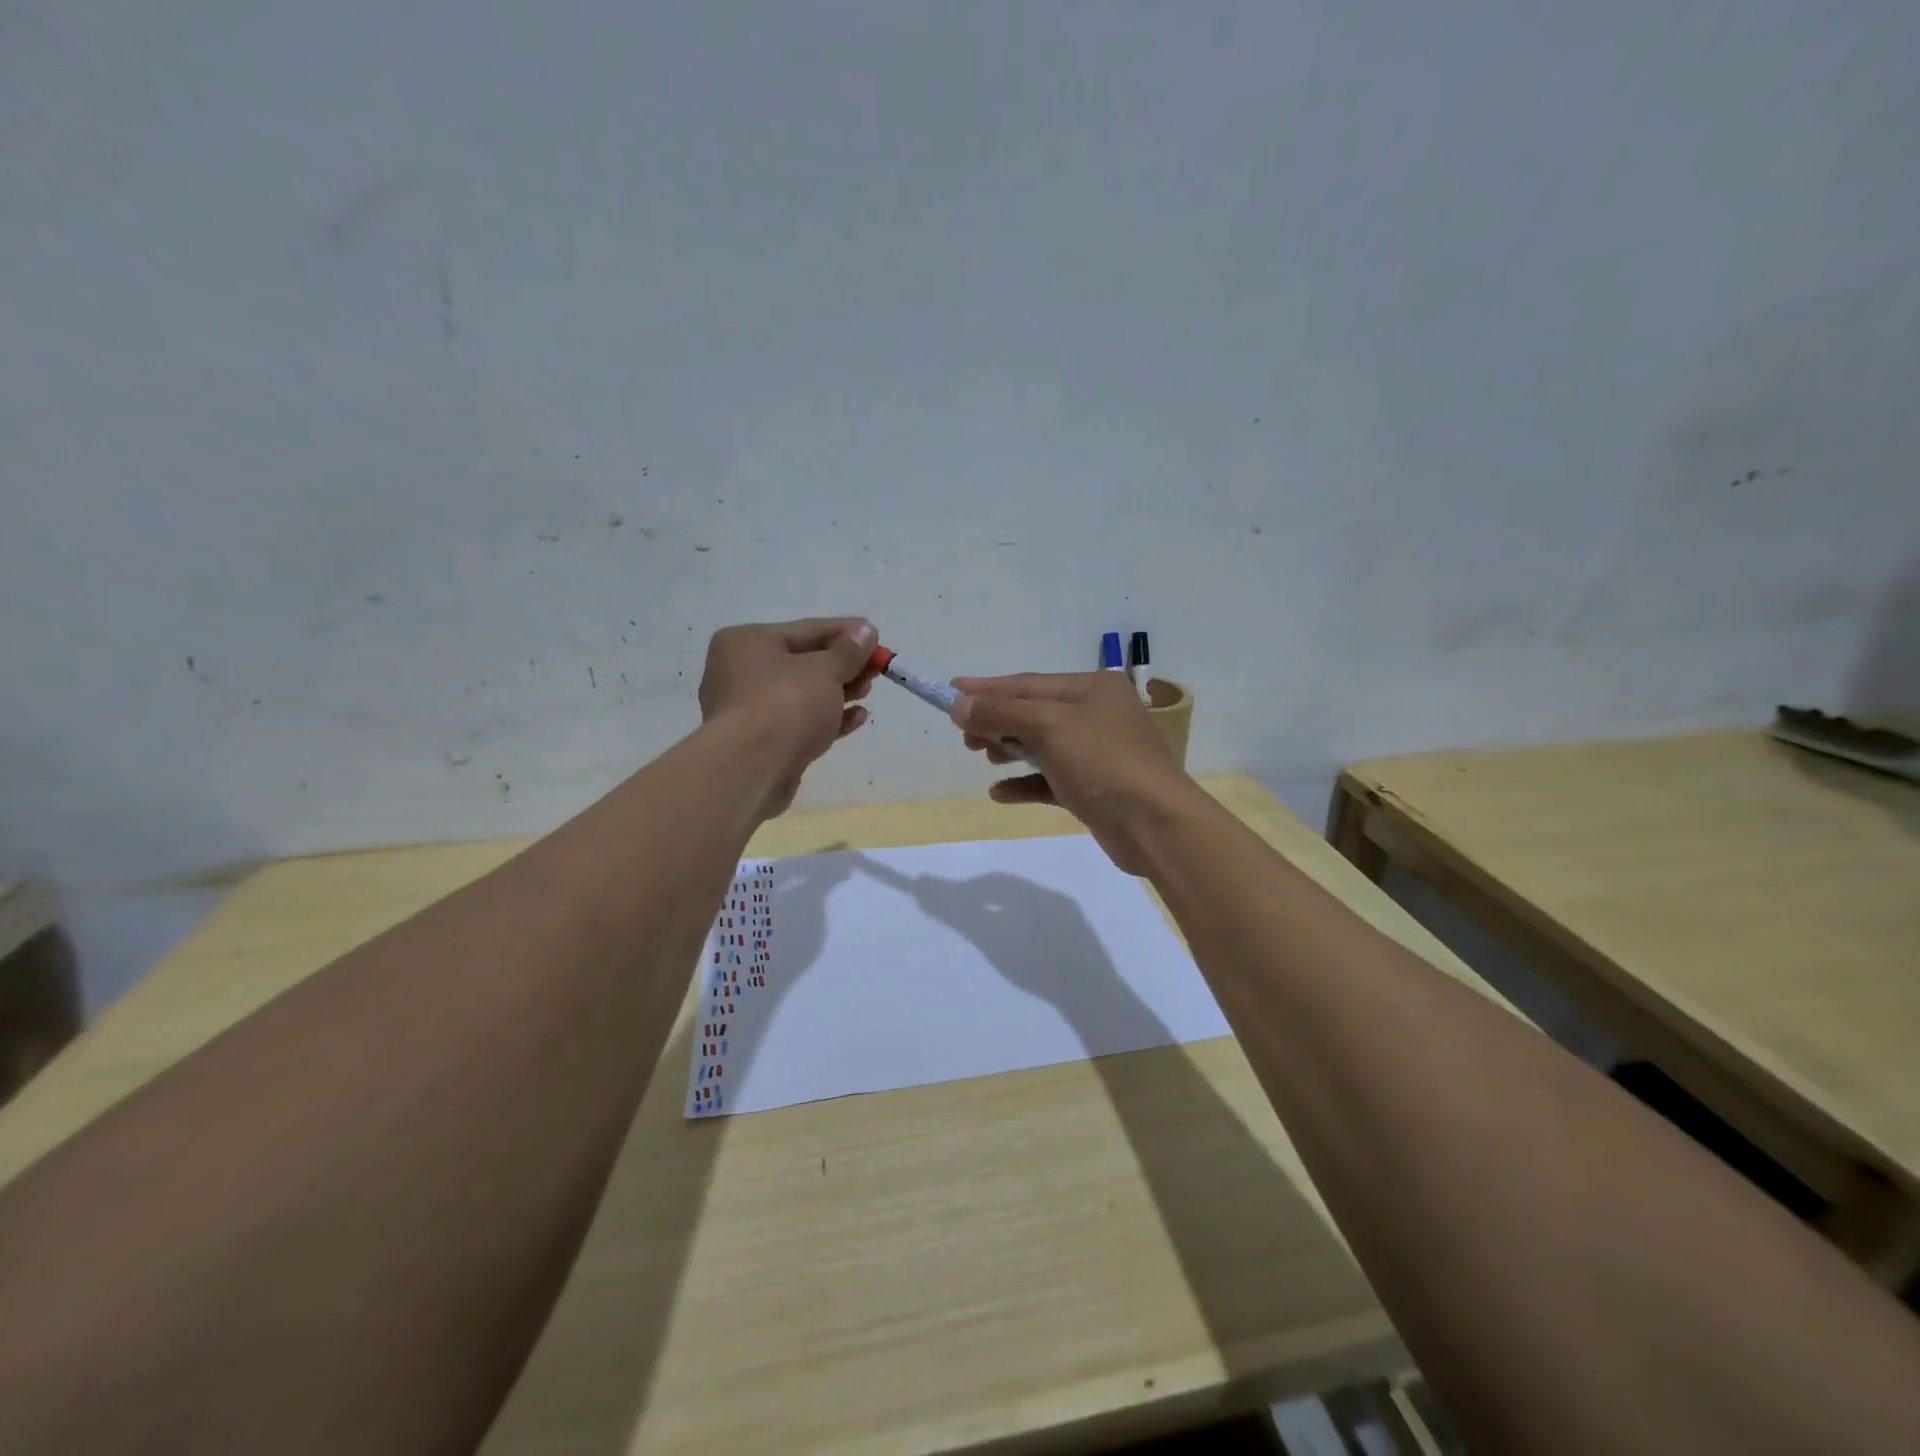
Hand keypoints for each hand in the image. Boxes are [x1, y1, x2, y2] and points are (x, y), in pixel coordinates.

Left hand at [699, 617, 876, 817]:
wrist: (752, 768)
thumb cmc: (785, 703)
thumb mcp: (824, 670)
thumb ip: (848, 651)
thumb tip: (865, 631)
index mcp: (746, 642)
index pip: (805, 629)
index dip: (844, 632)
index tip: (875, 634)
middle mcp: (740, 672)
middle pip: (803, 662)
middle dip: (843, 665)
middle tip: (877, 668)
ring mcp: (750, 711)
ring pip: (802, 695)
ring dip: (838, 692)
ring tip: (868, 690)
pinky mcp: (762, 743)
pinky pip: (800, 722)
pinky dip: (828, 718)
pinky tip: (858, 718)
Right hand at [949, 671, 1199, 872]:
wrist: (1154, 825)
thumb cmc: (1102, 762)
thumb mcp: (1048, 727)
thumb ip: (1000, 713)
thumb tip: (959, 704)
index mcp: (1092, 688)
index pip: (1028, 683)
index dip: (988, 688)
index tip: (951, 691)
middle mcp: (1097, 714)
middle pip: (1034, 712)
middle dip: (997, 722)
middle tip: (965, 736)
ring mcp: (1098, 753)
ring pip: (1042, 745)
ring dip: (1009, 750)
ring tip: (983, 757)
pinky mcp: (1094, 788)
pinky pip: (1050, 779)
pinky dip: (1025, 783)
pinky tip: (999, 793)